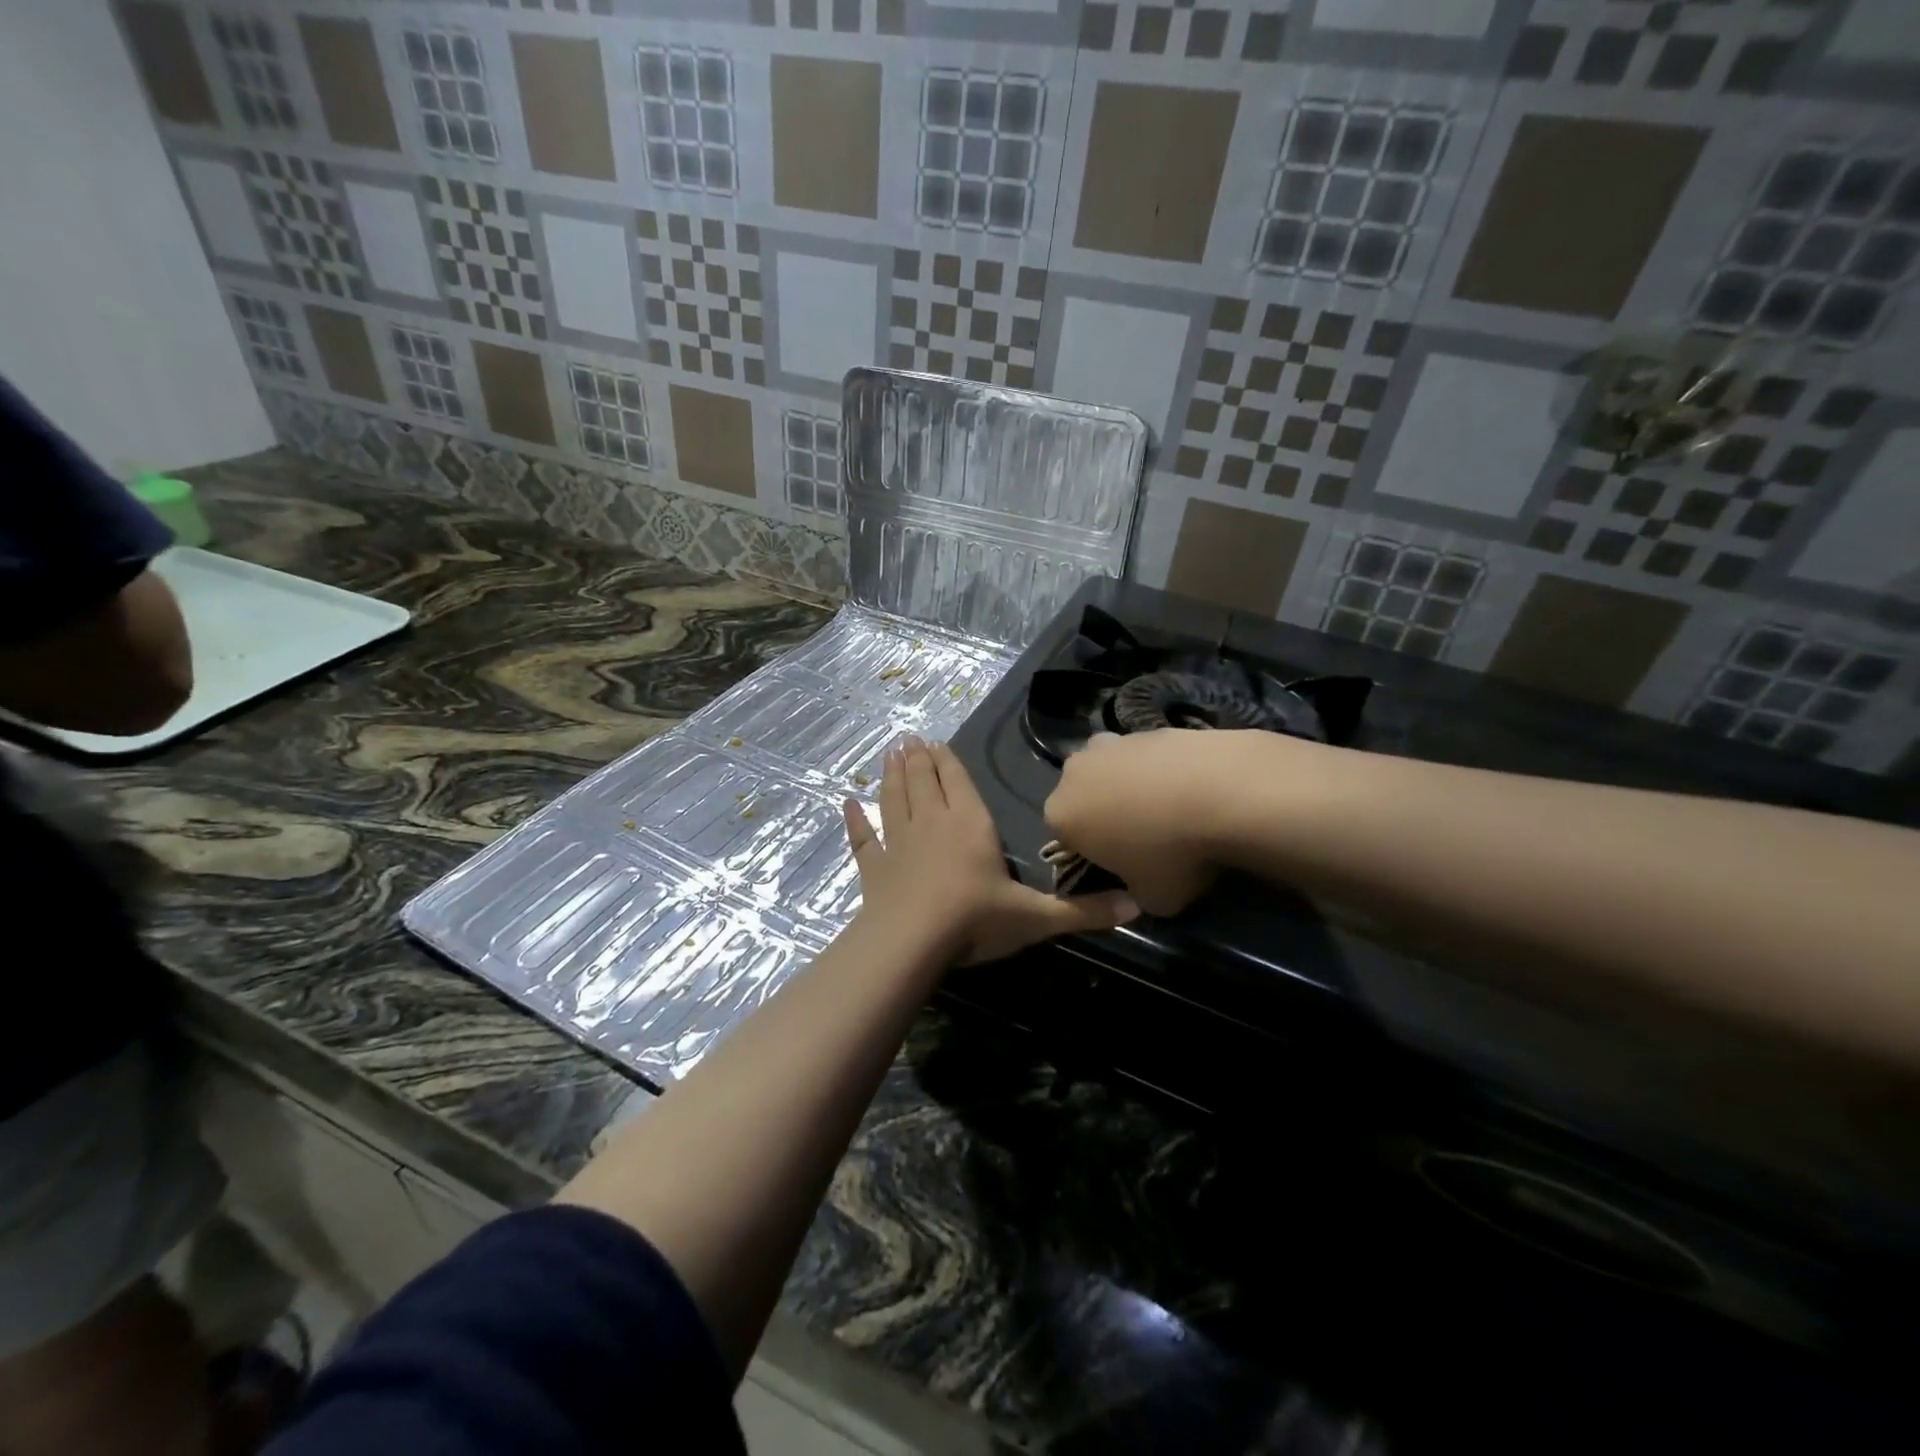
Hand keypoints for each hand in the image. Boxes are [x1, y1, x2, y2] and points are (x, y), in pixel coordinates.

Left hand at [846, 737, 1137, 964]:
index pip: (959, 783)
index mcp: (970, 825)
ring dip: (891, 775)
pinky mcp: (874, 868)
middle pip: (924, 782)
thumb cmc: (975, 921)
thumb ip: (1084, 911)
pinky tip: (847, 804)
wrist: (911, 942)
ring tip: (889, 753)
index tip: (938, 742)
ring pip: (894, 799)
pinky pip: (864, 838)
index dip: (949, 762)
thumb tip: (1138, 906)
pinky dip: (855, 821)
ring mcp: (898, 843)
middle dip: (919, 759)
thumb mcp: (1036, 918)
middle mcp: (932, 824)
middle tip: (910, 738)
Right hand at [1042, 730, 1235, 916]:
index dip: (1093, 855)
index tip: (1123, 867)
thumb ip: (1133, 894)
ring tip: (1172, 810)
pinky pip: (1146, 757)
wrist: (1222, 792)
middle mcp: (1074, 773)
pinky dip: (1161, 770)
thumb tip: (1140, 886)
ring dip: (1132, 788)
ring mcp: (1111, 743)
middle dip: (1106, 815)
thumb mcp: (1151, 900)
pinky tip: (1191, 788)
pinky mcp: (1147, 727)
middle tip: (1146, 838)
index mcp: (1061, 815)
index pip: (1066, 840)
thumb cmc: (1173, 854)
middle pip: (1085, 798)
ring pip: (1112, 771)